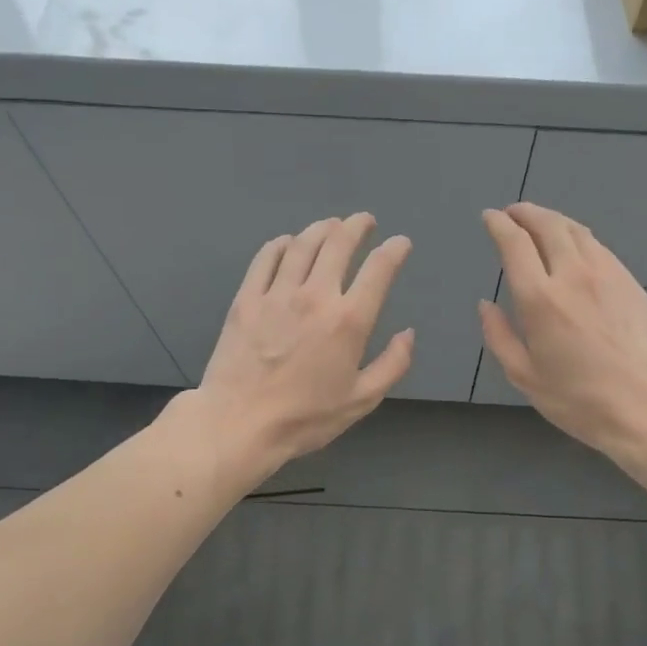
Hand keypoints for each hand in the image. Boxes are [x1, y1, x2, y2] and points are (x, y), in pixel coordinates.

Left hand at [195, 213, 413, 477]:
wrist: (238, 424)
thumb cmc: (305, 418)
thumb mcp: (361, 400)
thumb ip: (392, 365)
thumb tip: (408, 333)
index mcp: (349, 320)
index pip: (379, 269)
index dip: (394, 250)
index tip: (400, 243)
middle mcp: (315, 296)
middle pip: (338, 244)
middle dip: (356, 226)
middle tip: (363, 221)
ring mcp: (277, 294)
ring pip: (302, 244)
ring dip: (321, 229)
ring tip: (330, 225)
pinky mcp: (246, 299)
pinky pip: (265, 259)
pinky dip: (280, 244)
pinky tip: (287, 243)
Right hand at [479, 203, 646, 458]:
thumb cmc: (580, 399)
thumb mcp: (525, 376)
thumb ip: (499, 336)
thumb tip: (486, 305)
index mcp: (540, 299)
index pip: (515, 244)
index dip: (499, 225)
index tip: (489, 217)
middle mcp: (573, 275)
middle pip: (548, 225)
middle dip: (526, 213)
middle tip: (513, 212)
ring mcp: (608, 275)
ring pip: (577, 231)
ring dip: (553, 219)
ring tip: (541, 222)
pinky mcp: (631, 283)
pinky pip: (599, 247)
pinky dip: (579, 236)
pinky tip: (575, 245)